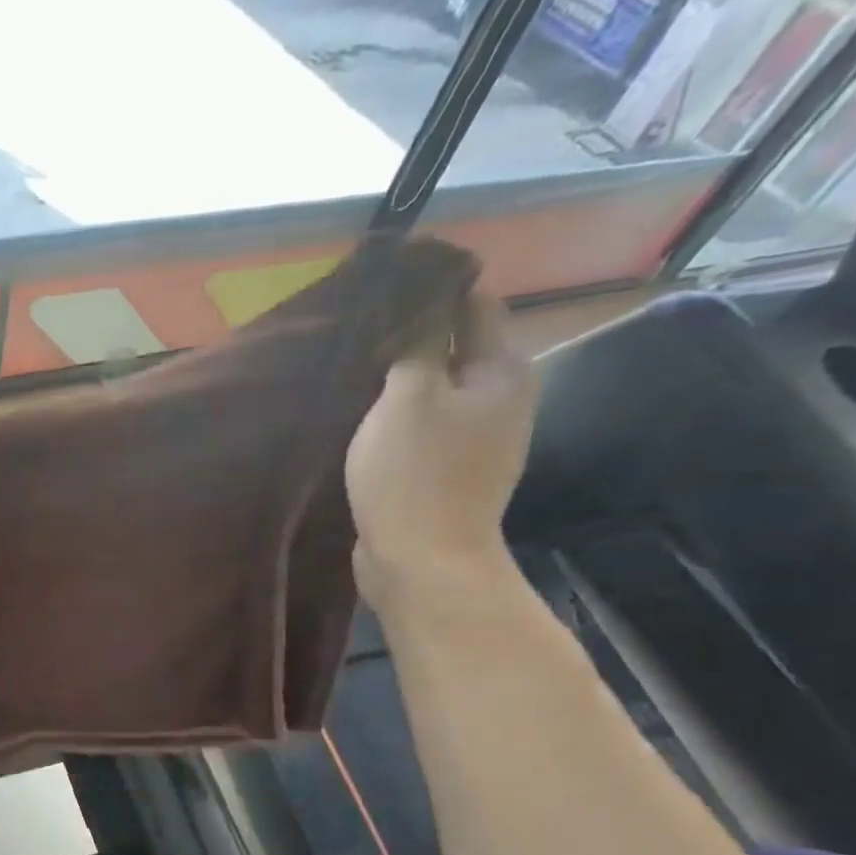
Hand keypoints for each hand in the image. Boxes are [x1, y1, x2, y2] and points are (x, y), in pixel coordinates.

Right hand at [345, 292, 537, 600]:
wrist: (423, 563)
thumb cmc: (413, 476)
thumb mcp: (407, 397)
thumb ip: (418, 341)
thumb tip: (425, 297)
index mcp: (501, 370)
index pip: (473, 304)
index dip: (430, 291)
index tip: (381, 291)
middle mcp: (501, 398)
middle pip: (455, 348)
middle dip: (411, 339)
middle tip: (358, 337)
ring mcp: (479, 440)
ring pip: (437, 391)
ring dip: (401, 383)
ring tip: (354, 377)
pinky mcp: (452, 472)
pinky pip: (425, 428)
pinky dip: (400, 419)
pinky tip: (366, 423)